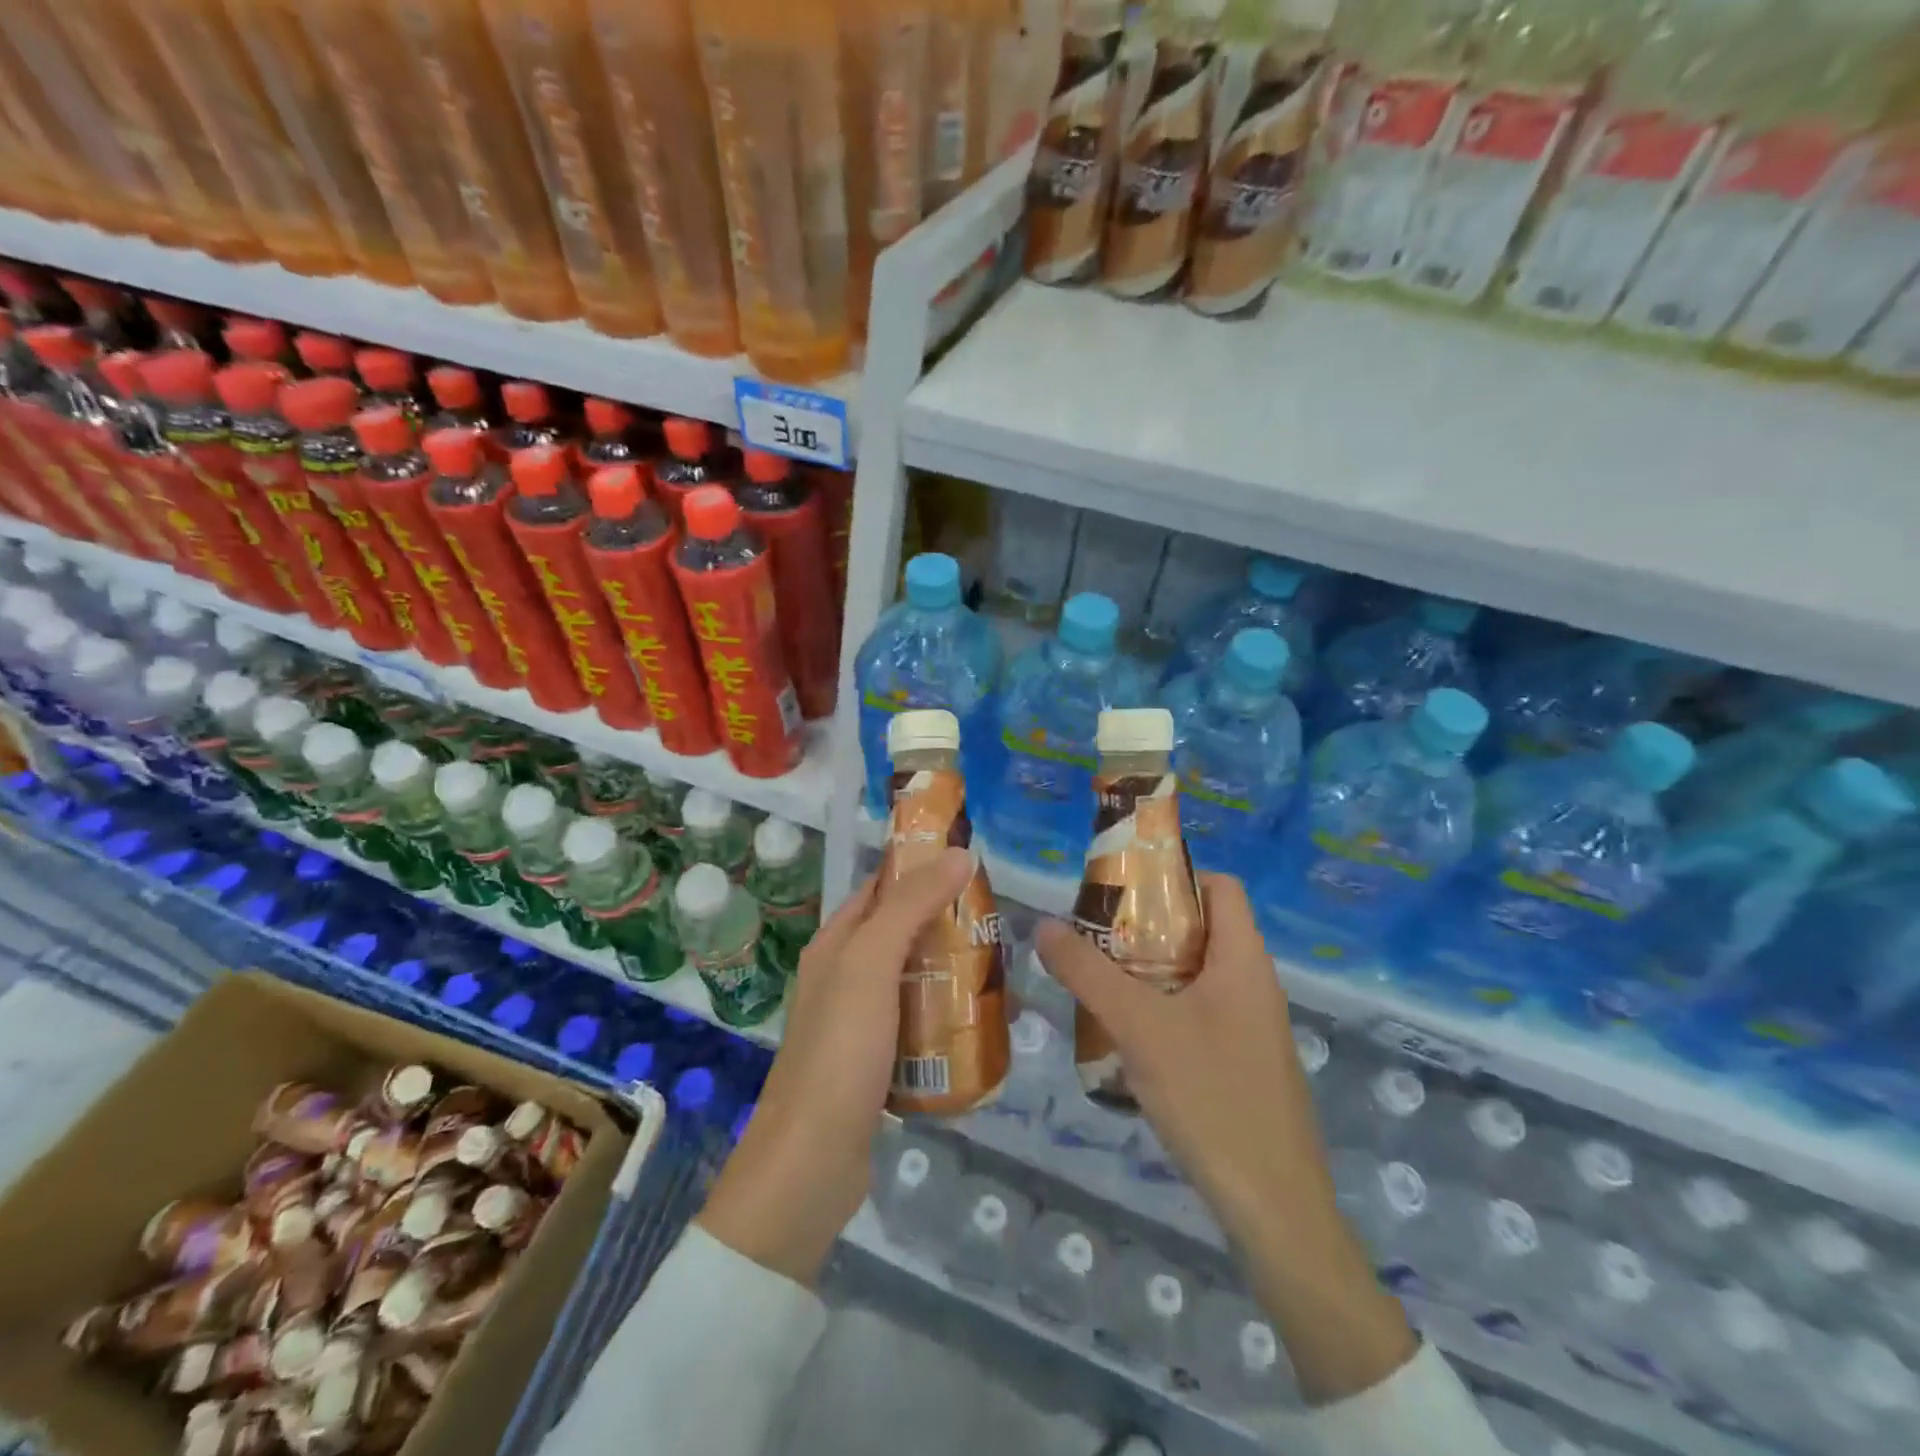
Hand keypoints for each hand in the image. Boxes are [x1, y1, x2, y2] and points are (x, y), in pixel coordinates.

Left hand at [698, 848, 974, 1287]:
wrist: (811, 1164)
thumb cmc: (840, 1050)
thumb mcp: (872, 964)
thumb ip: (910, 906)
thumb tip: (958, 854)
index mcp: (836, 944)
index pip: (882, 889)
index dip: (922, 871)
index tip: (974, 868)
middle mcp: (845, 977)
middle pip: (904, 935)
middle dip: (949, 927)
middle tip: (1002, 929)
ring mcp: (860, 1024)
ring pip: (916, 981)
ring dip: (953, 975)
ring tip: (1004, 978)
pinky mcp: (878, 1065)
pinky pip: (920, 1027)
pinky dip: (948, 1020)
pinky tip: (981, 1028)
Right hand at [1035, 874, 1415, 1403]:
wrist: (1275, 1207)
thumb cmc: (1212, 1097)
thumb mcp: (1140, 1027)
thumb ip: (1088, 973)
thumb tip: (1043, 925)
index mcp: (1243, 960)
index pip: (1220, 886)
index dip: (1175, 876)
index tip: (1123, 891)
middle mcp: (1253, 984)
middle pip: (1201, 929)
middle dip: (1146, 926)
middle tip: (1095, 936)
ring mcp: (1251, 1027)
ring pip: (1196, 975)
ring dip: (1149, 971)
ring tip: (1099, 981)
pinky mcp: (1243, 1063)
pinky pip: (1199, 1014)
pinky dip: (1162, 1009)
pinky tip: (1125, 1037)